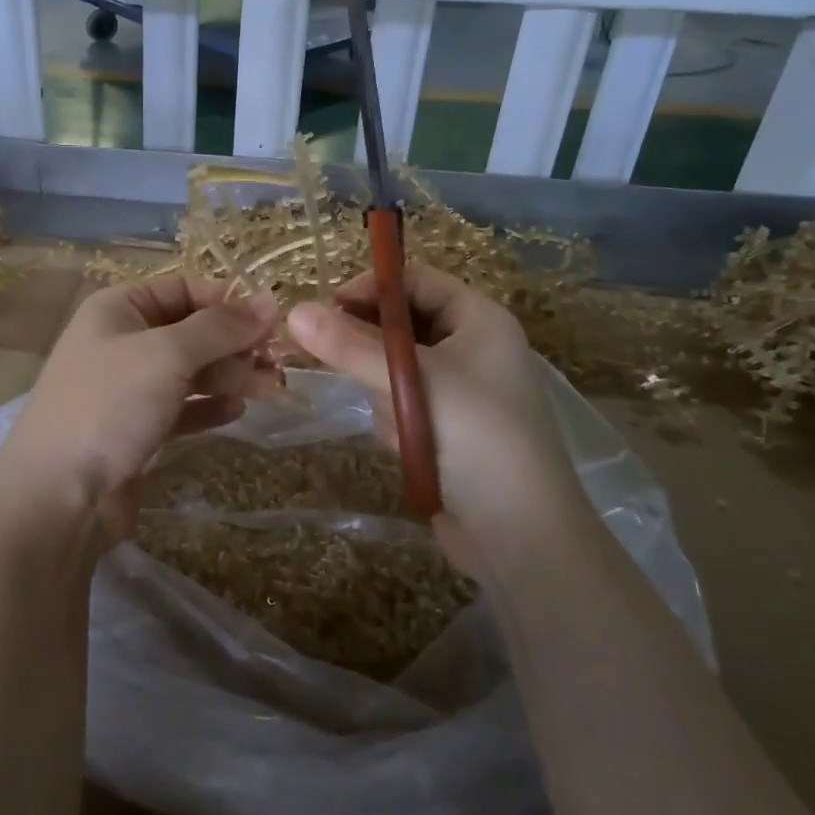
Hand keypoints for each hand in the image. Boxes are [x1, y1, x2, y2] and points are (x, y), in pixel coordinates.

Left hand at [0, 277, 279, 555]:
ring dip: (230, 376)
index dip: (229, 302)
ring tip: (271, 388)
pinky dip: (208, 407)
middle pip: (192, 331)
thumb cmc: (109, 406)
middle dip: (236, 344)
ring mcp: (127, 388)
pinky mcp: (136, 428)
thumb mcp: (167, 354)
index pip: (184, 289)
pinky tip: (236, 412)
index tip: (272, 322)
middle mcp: (122, 341)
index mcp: (119, 308)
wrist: (57, 496)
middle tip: (279, 362)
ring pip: (190, 371)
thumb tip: (269, 300)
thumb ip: (220, 327)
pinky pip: (181, 407)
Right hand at [286, 264, 588, 572]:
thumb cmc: (475, 436)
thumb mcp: (410, 380)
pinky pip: (403, 404)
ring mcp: (461, 390)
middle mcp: (472, 347)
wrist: (520, 535)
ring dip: (384, 390)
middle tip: (333, 359)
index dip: (371, 287)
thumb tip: (294, 311)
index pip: (416, 280)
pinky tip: (405, 445)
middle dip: (371, 346)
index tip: (326, 308)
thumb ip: (349, 345)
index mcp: (479, 319)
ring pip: (396, 367)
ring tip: (397, 421)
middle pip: (402, 323)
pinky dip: (395, 419)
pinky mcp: (447, 428)